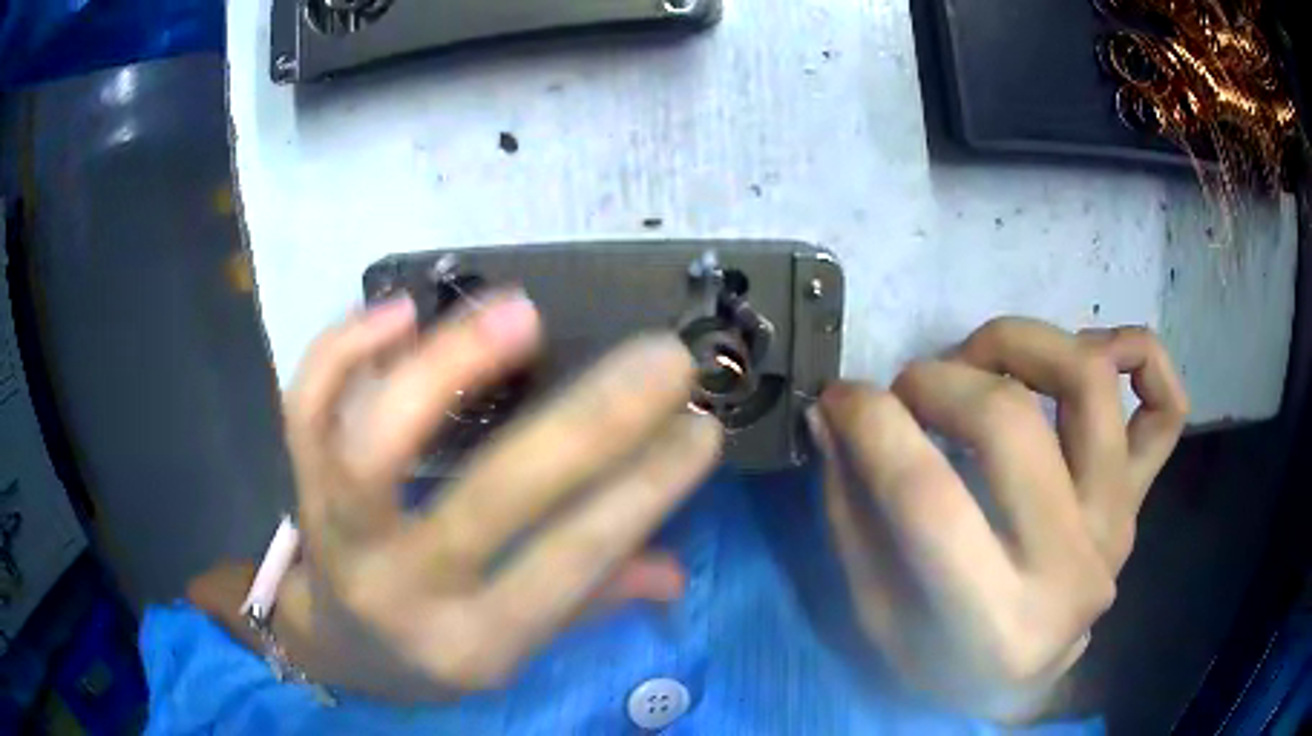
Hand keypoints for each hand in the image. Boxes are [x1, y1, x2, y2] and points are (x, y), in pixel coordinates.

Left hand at [266, 293, 721, 700]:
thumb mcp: (515, 649)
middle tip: (661, 357)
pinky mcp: (302, 492)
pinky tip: (401, 311)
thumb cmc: (434, 647)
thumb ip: (590, 603)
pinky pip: (306, 413)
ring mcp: (342, 539)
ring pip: (376, 445)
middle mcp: (405, 593)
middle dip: (595, 420)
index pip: (573, 559)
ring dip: (451, 367)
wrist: (339, 649)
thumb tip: (675, 572)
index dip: (645, 487)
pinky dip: (342, 352)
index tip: (700, 425)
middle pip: (492, 498)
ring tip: (522, 311)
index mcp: (476, 644)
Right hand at [811, 318, 1188, 721]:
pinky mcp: (1138, 501)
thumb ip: (853, 510)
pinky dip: (1138, 355)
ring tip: (981, 359)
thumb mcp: (874, 610)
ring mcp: (1116, 527)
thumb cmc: (939, 661)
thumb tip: (833, 413)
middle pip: (1010, 423)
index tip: (840, 398)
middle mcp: (1071, 569)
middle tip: (909, 390)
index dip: (871, 424)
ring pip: (1090, 383)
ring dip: (1022, 342)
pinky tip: (1094, 351)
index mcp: (992, 622)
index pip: (927, 496)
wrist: (1020, 684)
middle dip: (937, 380)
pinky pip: (1167, 407)